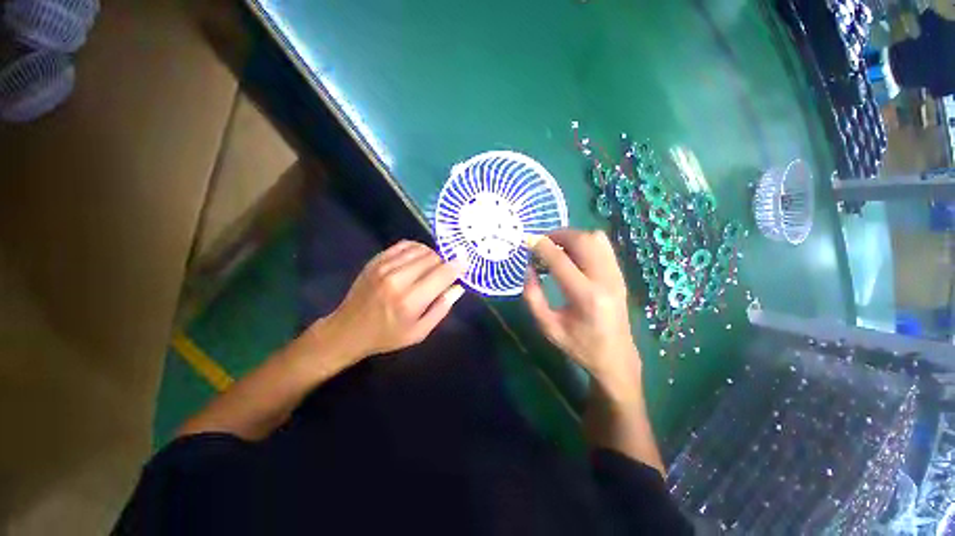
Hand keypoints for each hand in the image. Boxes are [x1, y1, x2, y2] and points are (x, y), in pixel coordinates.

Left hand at [307, 240, 464, 361]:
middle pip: (433, 258)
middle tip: (444, 274)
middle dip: (444, 263)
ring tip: (431, 268)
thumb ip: (442, 308)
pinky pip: (404, 245)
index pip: (442, 273)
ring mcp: (384, 266)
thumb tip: (458, 287)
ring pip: (420, 249)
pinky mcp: (376, 260)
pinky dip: (416, 249)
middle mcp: (398, 279)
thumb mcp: (419, 332)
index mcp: (410, 300)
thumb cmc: (387, 336)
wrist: (348, 330)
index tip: (465, 263)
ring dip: (431, 256)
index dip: (458, 266)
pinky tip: (417, 259)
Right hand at [524, 229, 640, 393]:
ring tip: (557, 246)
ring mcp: (616, 276)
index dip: (542, 247)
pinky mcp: (619, 275)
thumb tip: (528, 269)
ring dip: (572, 236)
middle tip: (542, 243)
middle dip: (558, 235)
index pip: (560, 260)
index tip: (528, 242)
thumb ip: (533, 297)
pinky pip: (603, 246)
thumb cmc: (579, 346)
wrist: (616, 357)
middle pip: (582, 241)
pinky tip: (573, 253)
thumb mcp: (548, 327)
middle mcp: (605, 281)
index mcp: (585, 297)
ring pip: (596, 238)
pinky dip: (585, 241)